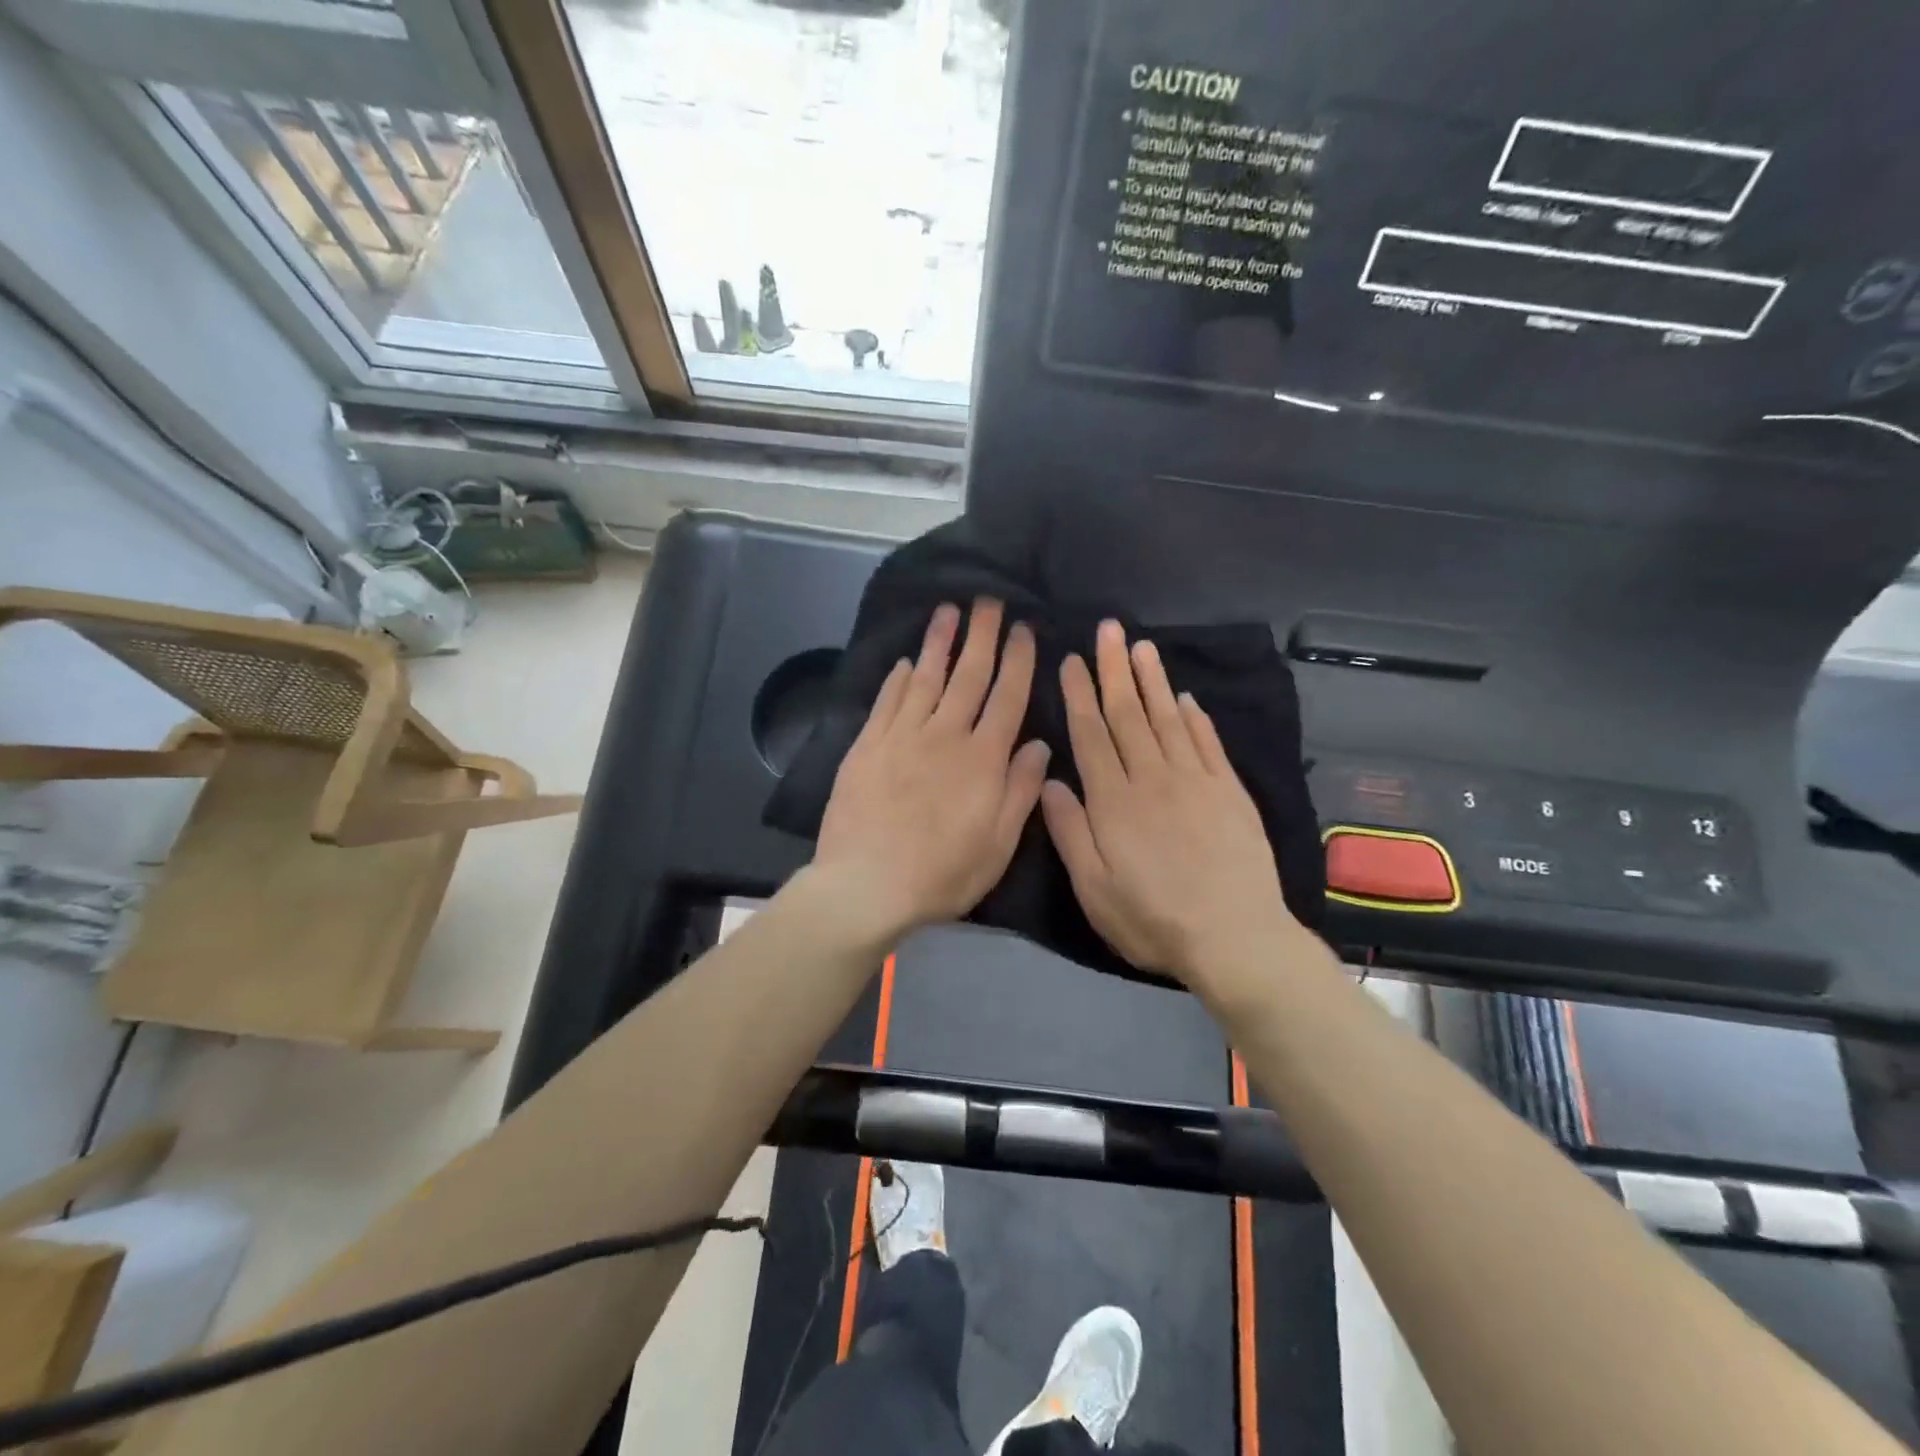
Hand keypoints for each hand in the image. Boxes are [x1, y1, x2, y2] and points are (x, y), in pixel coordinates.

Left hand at [813, 599, 1050, 945]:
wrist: (867, 884)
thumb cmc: (942, 872)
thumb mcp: (998, 844)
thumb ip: (1021, 790)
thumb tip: (1041, 745)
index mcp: (983, 758)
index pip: (1007, 697)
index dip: (1018, 661)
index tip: (1023, 629)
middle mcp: (945, 735)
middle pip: (968, 676)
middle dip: (981, 635)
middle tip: (988, 600)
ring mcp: (902, 736)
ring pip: (926, 678)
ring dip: (939, 642)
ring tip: (948, 610)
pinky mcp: (868, 745)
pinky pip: (888, 702)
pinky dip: (899, 678)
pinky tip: (907, 661)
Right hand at [1040, 620, 1305, 994]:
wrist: (1235, 938)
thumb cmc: (1152, 919)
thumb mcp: (1093, 888)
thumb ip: (1069, 832)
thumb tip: (1049, 780)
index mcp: (1113, 801)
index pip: (1091, 734)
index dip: (1079, 695)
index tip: (1072, 660)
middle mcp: (1152, 778)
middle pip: (1128, 714)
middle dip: (1114, 669)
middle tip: (1107, 629)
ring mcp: (1195, 781)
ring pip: (1167, 719)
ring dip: (1153, 680)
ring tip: (1141, 646)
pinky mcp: (1229, 791)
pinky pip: (1208, 743)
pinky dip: (1195, 717)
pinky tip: (1185, 697)